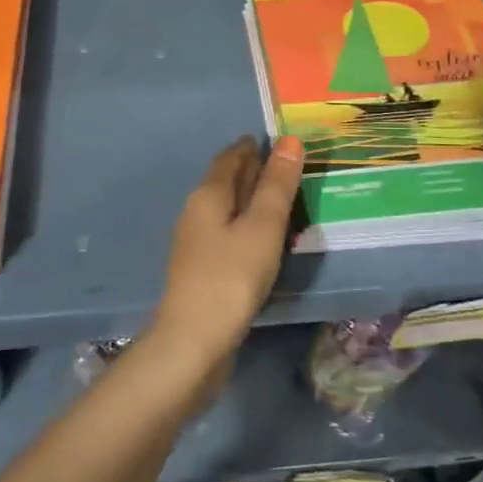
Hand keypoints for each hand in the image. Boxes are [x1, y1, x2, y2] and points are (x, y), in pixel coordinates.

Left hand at [149, 135, 304, 368]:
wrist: (194, 341)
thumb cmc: (231, 277)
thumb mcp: (262, 227)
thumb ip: (276, 185)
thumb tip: (288, 140)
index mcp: (207, 195)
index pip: (229, 158)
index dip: (251, 147)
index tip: (275, 140)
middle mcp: (196, 212)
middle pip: (225, 181)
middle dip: (251, 171)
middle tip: (286, 166)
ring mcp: (196, 243)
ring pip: (227, 209)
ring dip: (250, 200)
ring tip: (283, 201)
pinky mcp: (202, 270)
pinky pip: (228, 234)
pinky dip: (247, 226)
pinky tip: (264, 240)